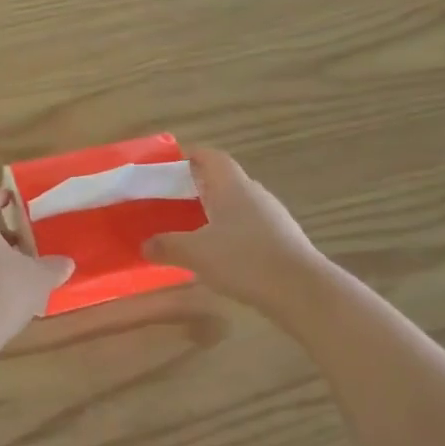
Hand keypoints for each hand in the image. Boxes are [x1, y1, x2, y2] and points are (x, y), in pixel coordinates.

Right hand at [142, 149, 324, 308]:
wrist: (299, 289)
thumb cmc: (243, 259)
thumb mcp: (195, 252)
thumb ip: (166, 245)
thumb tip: (145, 245)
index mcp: (232, 186)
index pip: (211, 157)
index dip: (190, 156)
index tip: (169, 164)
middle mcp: (254, 194)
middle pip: (223, 181)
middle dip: (197, 187)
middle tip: (171, 200)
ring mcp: (272, 217)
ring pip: (236, 206)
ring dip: (213, 212)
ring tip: (189, 229)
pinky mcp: (281, 240)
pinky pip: (247, 228)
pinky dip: (229, 234)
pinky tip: (216, 255)